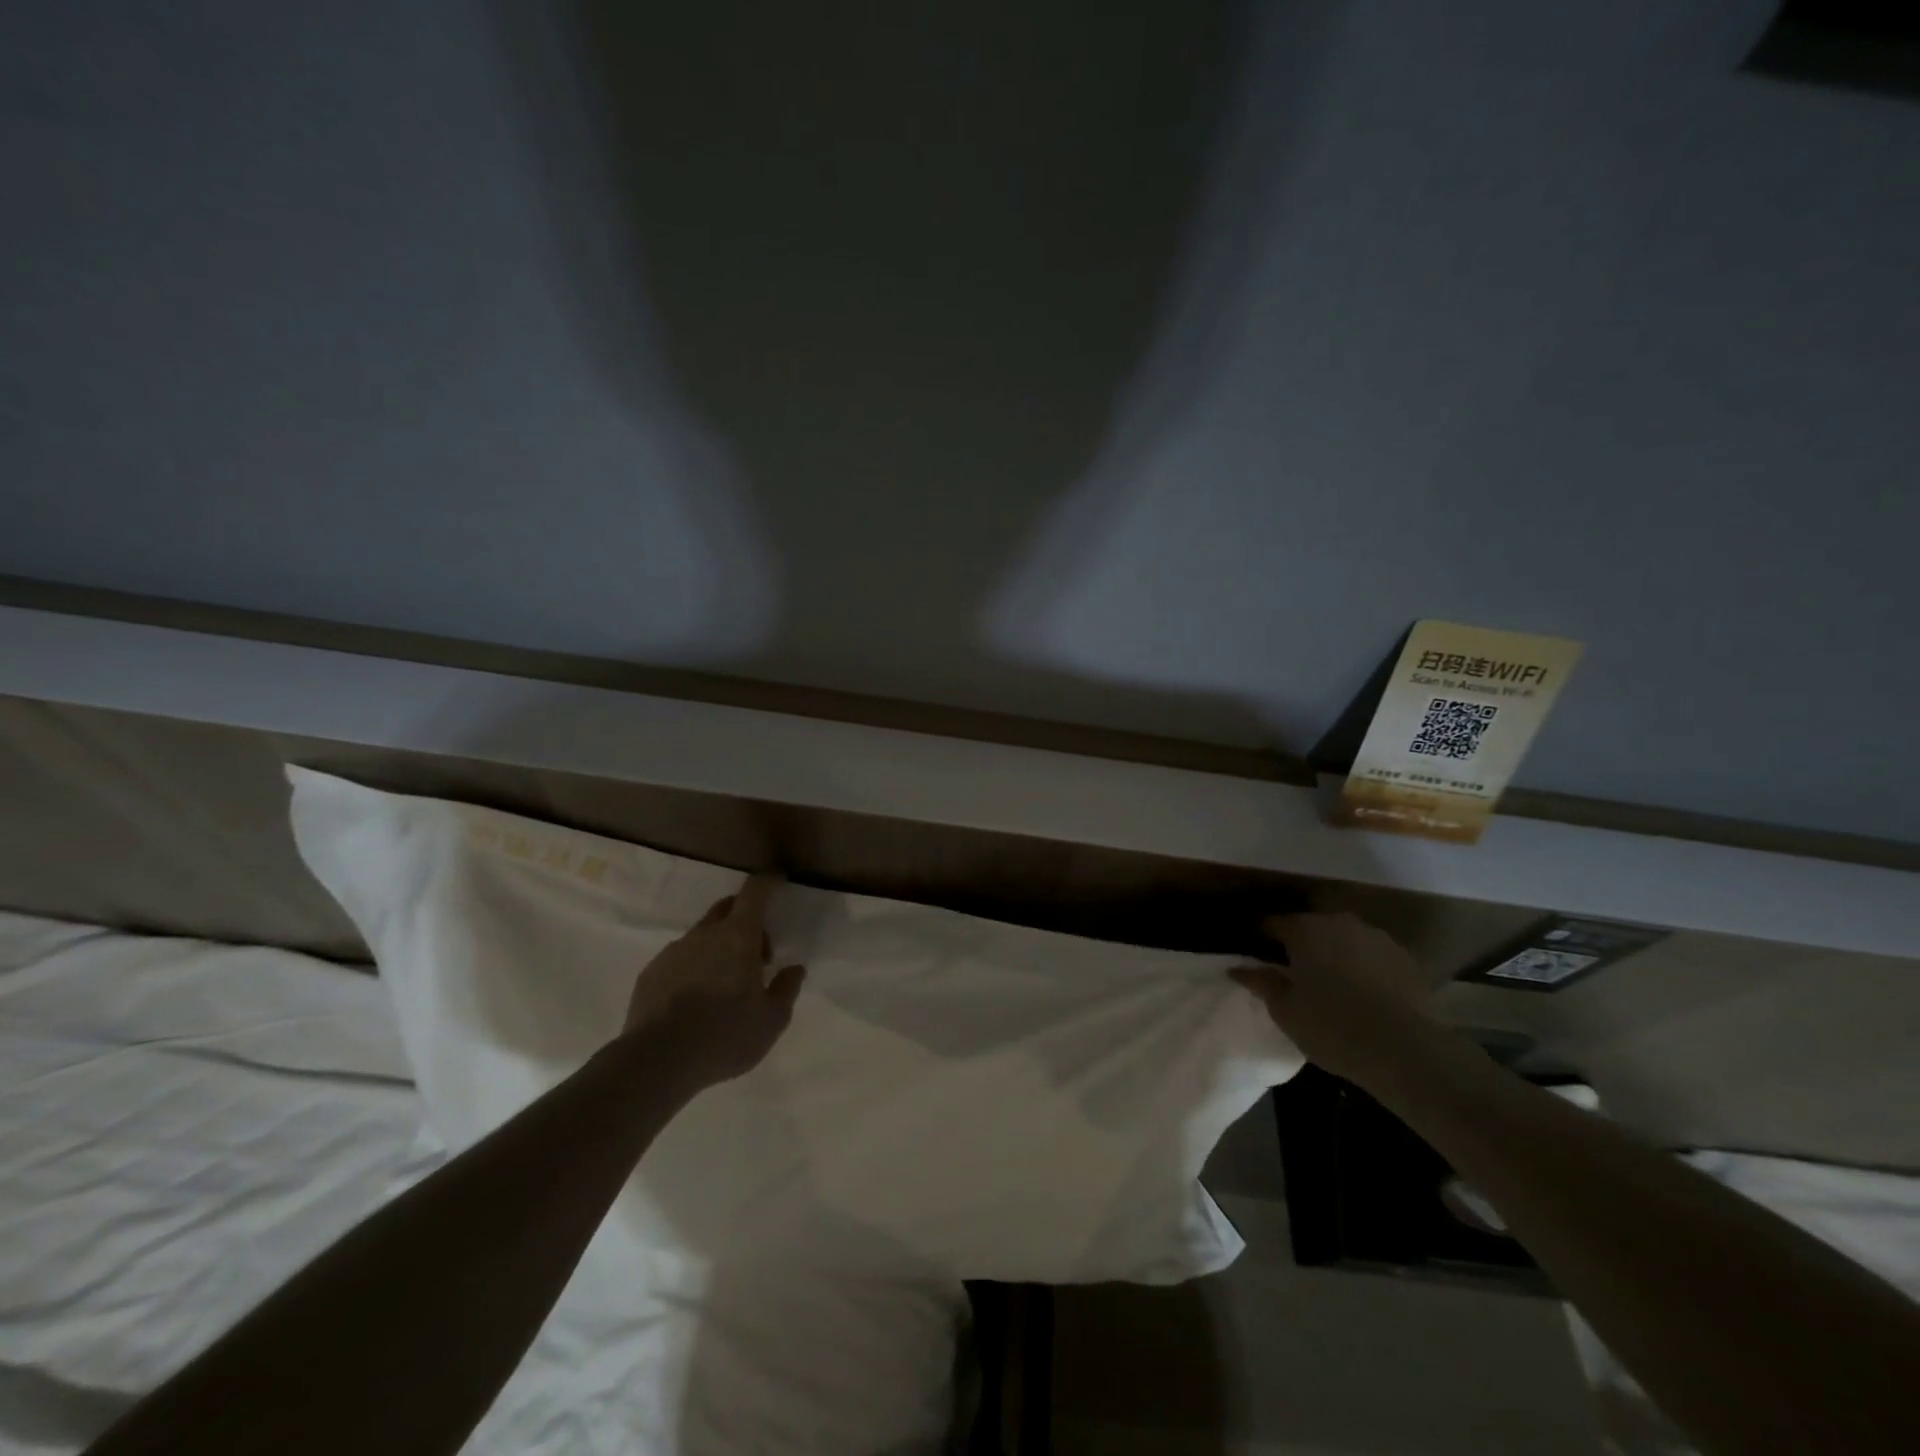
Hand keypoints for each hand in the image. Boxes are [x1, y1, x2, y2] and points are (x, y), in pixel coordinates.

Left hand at [621, 872, 805, 1089]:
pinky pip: (679, 959)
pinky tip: (695, 1000)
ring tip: (724, 985)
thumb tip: (795, 969)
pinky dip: (693, 967)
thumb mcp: (771, 1020)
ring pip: (702, 935)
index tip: (777, 879)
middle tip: (757, 955)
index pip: (755, 892)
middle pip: (727, 908)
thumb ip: (786, 989)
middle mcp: (704, 935)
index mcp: (738, 937)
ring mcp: (673, 952)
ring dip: (718, 947)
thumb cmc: (725, 1036)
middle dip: (746, 919)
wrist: (656, 1062)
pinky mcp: (650, 973)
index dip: (768, 881)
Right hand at [1231, 912, 1450, 1091]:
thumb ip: (1261, 983)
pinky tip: (1361, 991)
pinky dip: (1361, 965)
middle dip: (1298, 943)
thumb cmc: (1333, 1028)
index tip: (1252, 952)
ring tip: (1329, 981)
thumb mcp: (1285, 1011)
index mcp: (1305, 930)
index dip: (1259, 936)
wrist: (1406, 1052)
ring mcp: (1376, 937)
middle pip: (1310, 926)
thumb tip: (1237, 968)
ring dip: (1332, 952)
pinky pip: (1371, 954)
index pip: (1273, 923)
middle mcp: (1340, 923)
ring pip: (1343, 938)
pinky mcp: (1404, 958)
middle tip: (1291, 970)